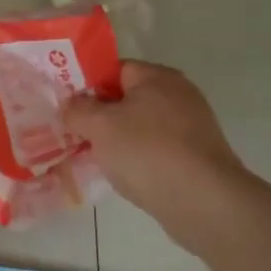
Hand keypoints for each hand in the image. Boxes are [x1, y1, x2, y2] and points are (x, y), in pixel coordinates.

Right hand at [63, 61, 248, 224]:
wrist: (203, 201)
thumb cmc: (147, 151)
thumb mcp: (100, 126)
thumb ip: (77, 110)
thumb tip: (70, 104)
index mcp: (157, 77)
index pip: (114, 69)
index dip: (87, 85)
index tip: (67, 108)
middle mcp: (179, 94)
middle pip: (127, 98)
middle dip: (100, 116)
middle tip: (74, 134)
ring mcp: (191, 126)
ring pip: (140, 127)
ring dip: (117, 140)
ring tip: (93, 158)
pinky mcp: (196, 156)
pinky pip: (156, 150)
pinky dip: (138, 159)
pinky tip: (123, 176)